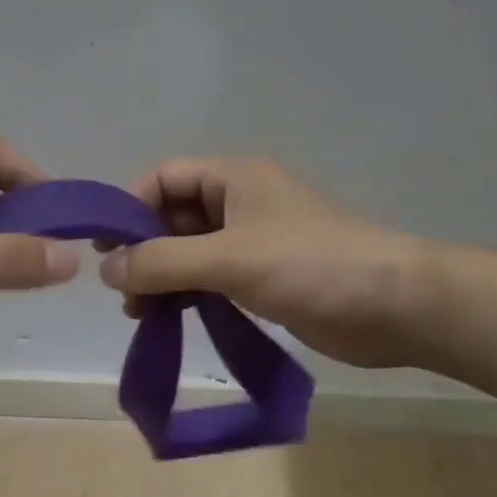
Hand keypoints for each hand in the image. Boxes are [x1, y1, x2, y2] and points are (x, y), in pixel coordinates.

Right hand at [100, 157, 423, 368]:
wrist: (393, 306)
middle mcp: (239, 204)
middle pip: (172, 216)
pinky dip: (186, 295)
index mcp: (233, 178)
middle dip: (143, 250)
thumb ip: (163, 262)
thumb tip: (107, 270)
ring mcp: (252, 243)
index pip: (163, 178)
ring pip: (189, 252)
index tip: (104, 248)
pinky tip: (169, 318)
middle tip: (120, 290)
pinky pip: (210, 280)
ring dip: (161, 277)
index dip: (129, 207)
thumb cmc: (311, 266)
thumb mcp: (229, 258)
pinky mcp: (263, 279)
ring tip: (138, 313)